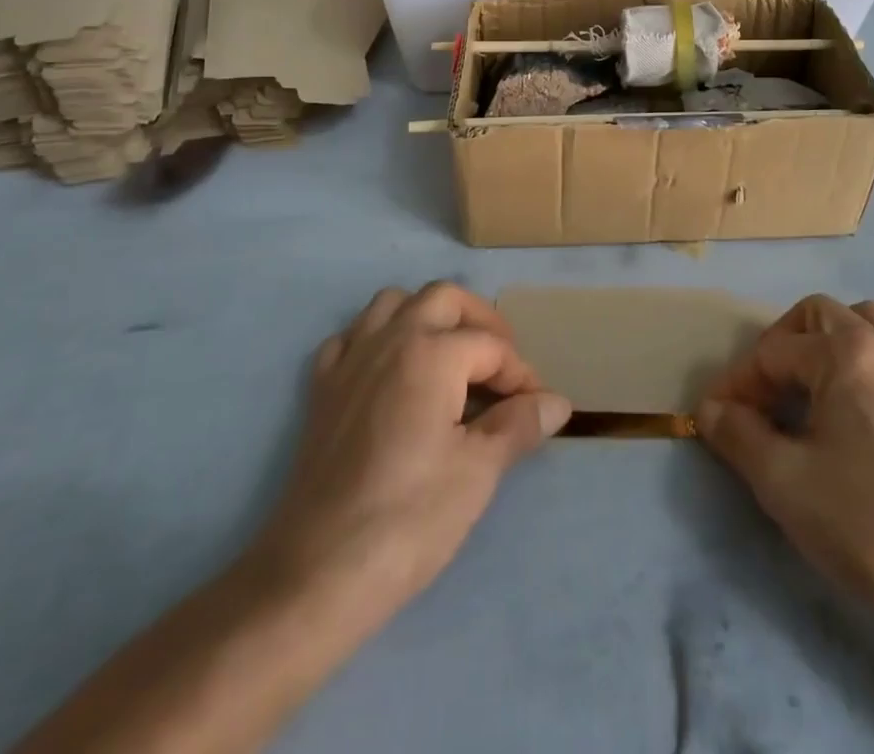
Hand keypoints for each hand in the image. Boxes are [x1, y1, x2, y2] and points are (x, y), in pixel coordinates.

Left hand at [245, 282, 571, 644]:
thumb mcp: (478, 472)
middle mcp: (389, 339)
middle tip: (501, 364)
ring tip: (449, 357)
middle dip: (480, 321)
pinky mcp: (322, 389)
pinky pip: (352, 337)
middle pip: (444, 298)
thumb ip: (519, 425)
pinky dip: (377, 339)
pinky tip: (390, 373)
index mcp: (431, 353)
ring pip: (393, 303)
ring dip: (426, 316)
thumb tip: (557, 402)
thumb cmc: (408, 519)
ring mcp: (350, 360)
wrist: (316, 575)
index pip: (491, 346)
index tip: (535, 408)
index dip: (521, 374)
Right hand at [697, 295, 873, 648]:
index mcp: (847, 354)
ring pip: (861, 326)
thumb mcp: (783, 482)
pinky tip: (844, 419)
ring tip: (803, 394)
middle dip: (781, 346)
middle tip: (762, 393)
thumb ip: (737, 434)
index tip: (716, 417)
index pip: (774, 351)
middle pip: (820, 315)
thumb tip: (711, 409)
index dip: (737, 382)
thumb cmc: (867, 526)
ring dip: (823, 346)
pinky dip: (855, 367)